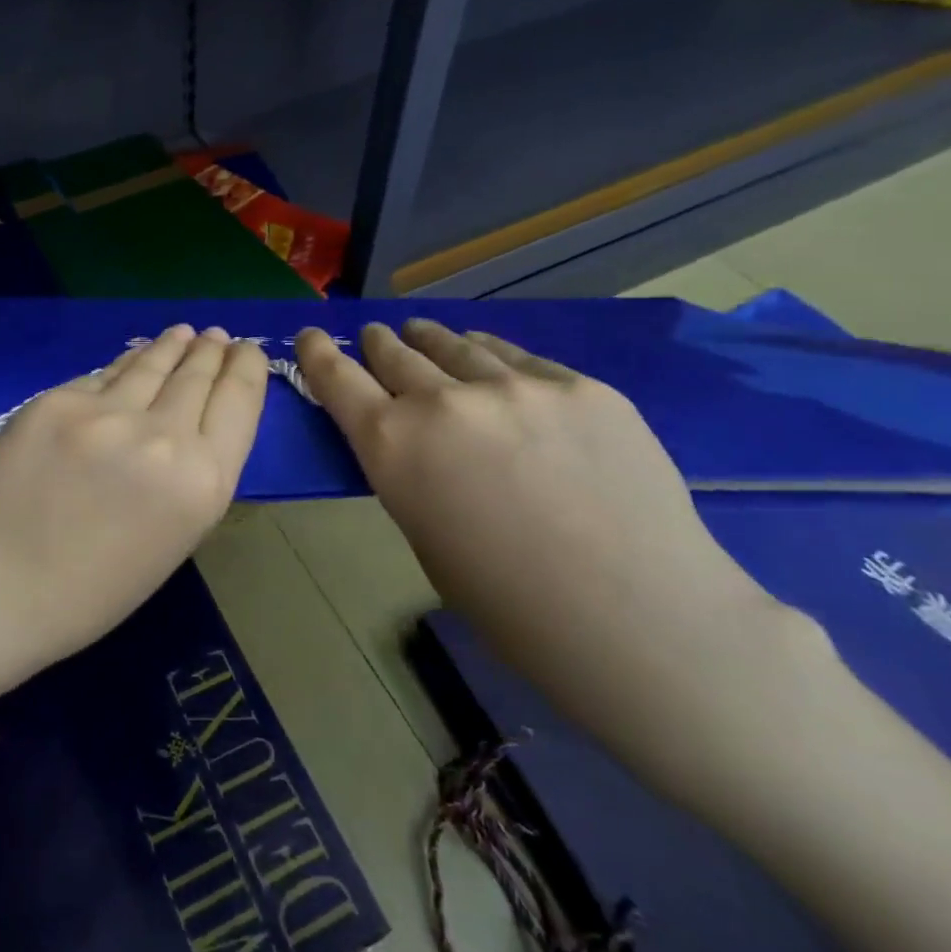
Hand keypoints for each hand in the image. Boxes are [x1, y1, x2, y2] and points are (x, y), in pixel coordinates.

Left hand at [0, 325, 269, 666]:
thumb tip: (187, 422)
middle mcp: (164, 437)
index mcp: (202, 482)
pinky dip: (122, 366)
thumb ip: (188, 475)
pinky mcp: (59, 400)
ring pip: (150, 364)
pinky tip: (130, 358)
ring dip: (171, 346)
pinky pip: (101, 377)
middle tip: (216, 336)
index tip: (248, 351)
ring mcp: (107, 413)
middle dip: (210, 352)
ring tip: (182, 334)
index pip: (239, 402)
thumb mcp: (171, 539)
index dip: (247, 369)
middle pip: (197, 376)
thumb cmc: (92, 590)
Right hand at [296, 319, 805, 798]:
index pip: (336, 379)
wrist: (640, 619)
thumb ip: (410, 473)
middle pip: (394, 353)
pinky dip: (491, 356)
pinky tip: (489, 357)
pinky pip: (518, 359)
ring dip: (430, 340)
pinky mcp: (578, 386)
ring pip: (455, 345)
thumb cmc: (510, 604)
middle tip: (374, 337)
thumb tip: (418, 444)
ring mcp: (515, 386)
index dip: (317, 353)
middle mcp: (442, 401)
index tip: (310, 336)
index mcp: (393, 446)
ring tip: (423, 332)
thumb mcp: (425, 536)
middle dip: (377, 344)